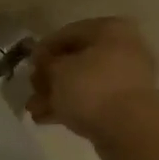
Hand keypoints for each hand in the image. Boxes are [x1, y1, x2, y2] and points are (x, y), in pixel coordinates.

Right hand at [28, 18, 158, 146]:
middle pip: (76, 59)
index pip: (69, 32)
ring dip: (56, 94)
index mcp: (110, 30)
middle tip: (31, 90)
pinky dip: (71, 107)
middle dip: (49, 77)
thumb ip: (46, 62)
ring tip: (33, 110)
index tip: (29, 66)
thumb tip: (42, 60)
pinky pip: (93, 100)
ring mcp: (126, 79)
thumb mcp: (58, 70)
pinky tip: (46, 119)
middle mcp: (123, 49)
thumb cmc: (92, 88)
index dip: (44, 49)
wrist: (130, 130)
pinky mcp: (125, 105)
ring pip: (83, 82)